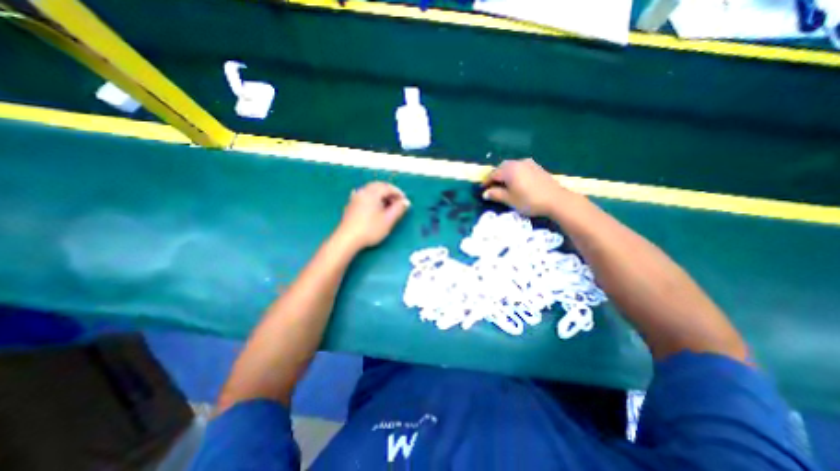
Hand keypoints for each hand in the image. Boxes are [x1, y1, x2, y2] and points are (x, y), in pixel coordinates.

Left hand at [337, 182, 411, 251]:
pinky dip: (373, 199)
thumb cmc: (370, 229)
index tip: (405, 201)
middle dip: (389, 192)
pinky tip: (375, 208)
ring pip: (371, 191)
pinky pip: (365, 196)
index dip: (398, 193)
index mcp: (372, 193)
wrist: (347, 239)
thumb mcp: (388, 220)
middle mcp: (363, 192)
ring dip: (381, 196)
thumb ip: (399, 209)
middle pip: (378, 186)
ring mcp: (355, 198)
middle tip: (397, 202)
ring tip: (388, 206)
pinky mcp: (351, 205)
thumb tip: (405, 202)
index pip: (388, 187)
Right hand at [482, 158, 574, 216]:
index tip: (482, 189)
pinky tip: (516, 182)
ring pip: (512, 166)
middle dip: (495, 176)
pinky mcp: (537, 167)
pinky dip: (514, 173)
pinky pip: (520, 167)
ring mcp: (529, 164)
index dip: (486, 182)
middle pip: (502, 167)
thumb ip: (496, 195)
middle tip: (492, 186)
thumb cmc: (529, 200)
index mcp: (509, 170)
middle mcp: (518, 163)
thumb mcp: (510, 200)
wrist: (556, 199)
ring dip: (505, 174)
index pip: (493, 174)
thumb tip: (485, 193)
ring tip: (503, 184)